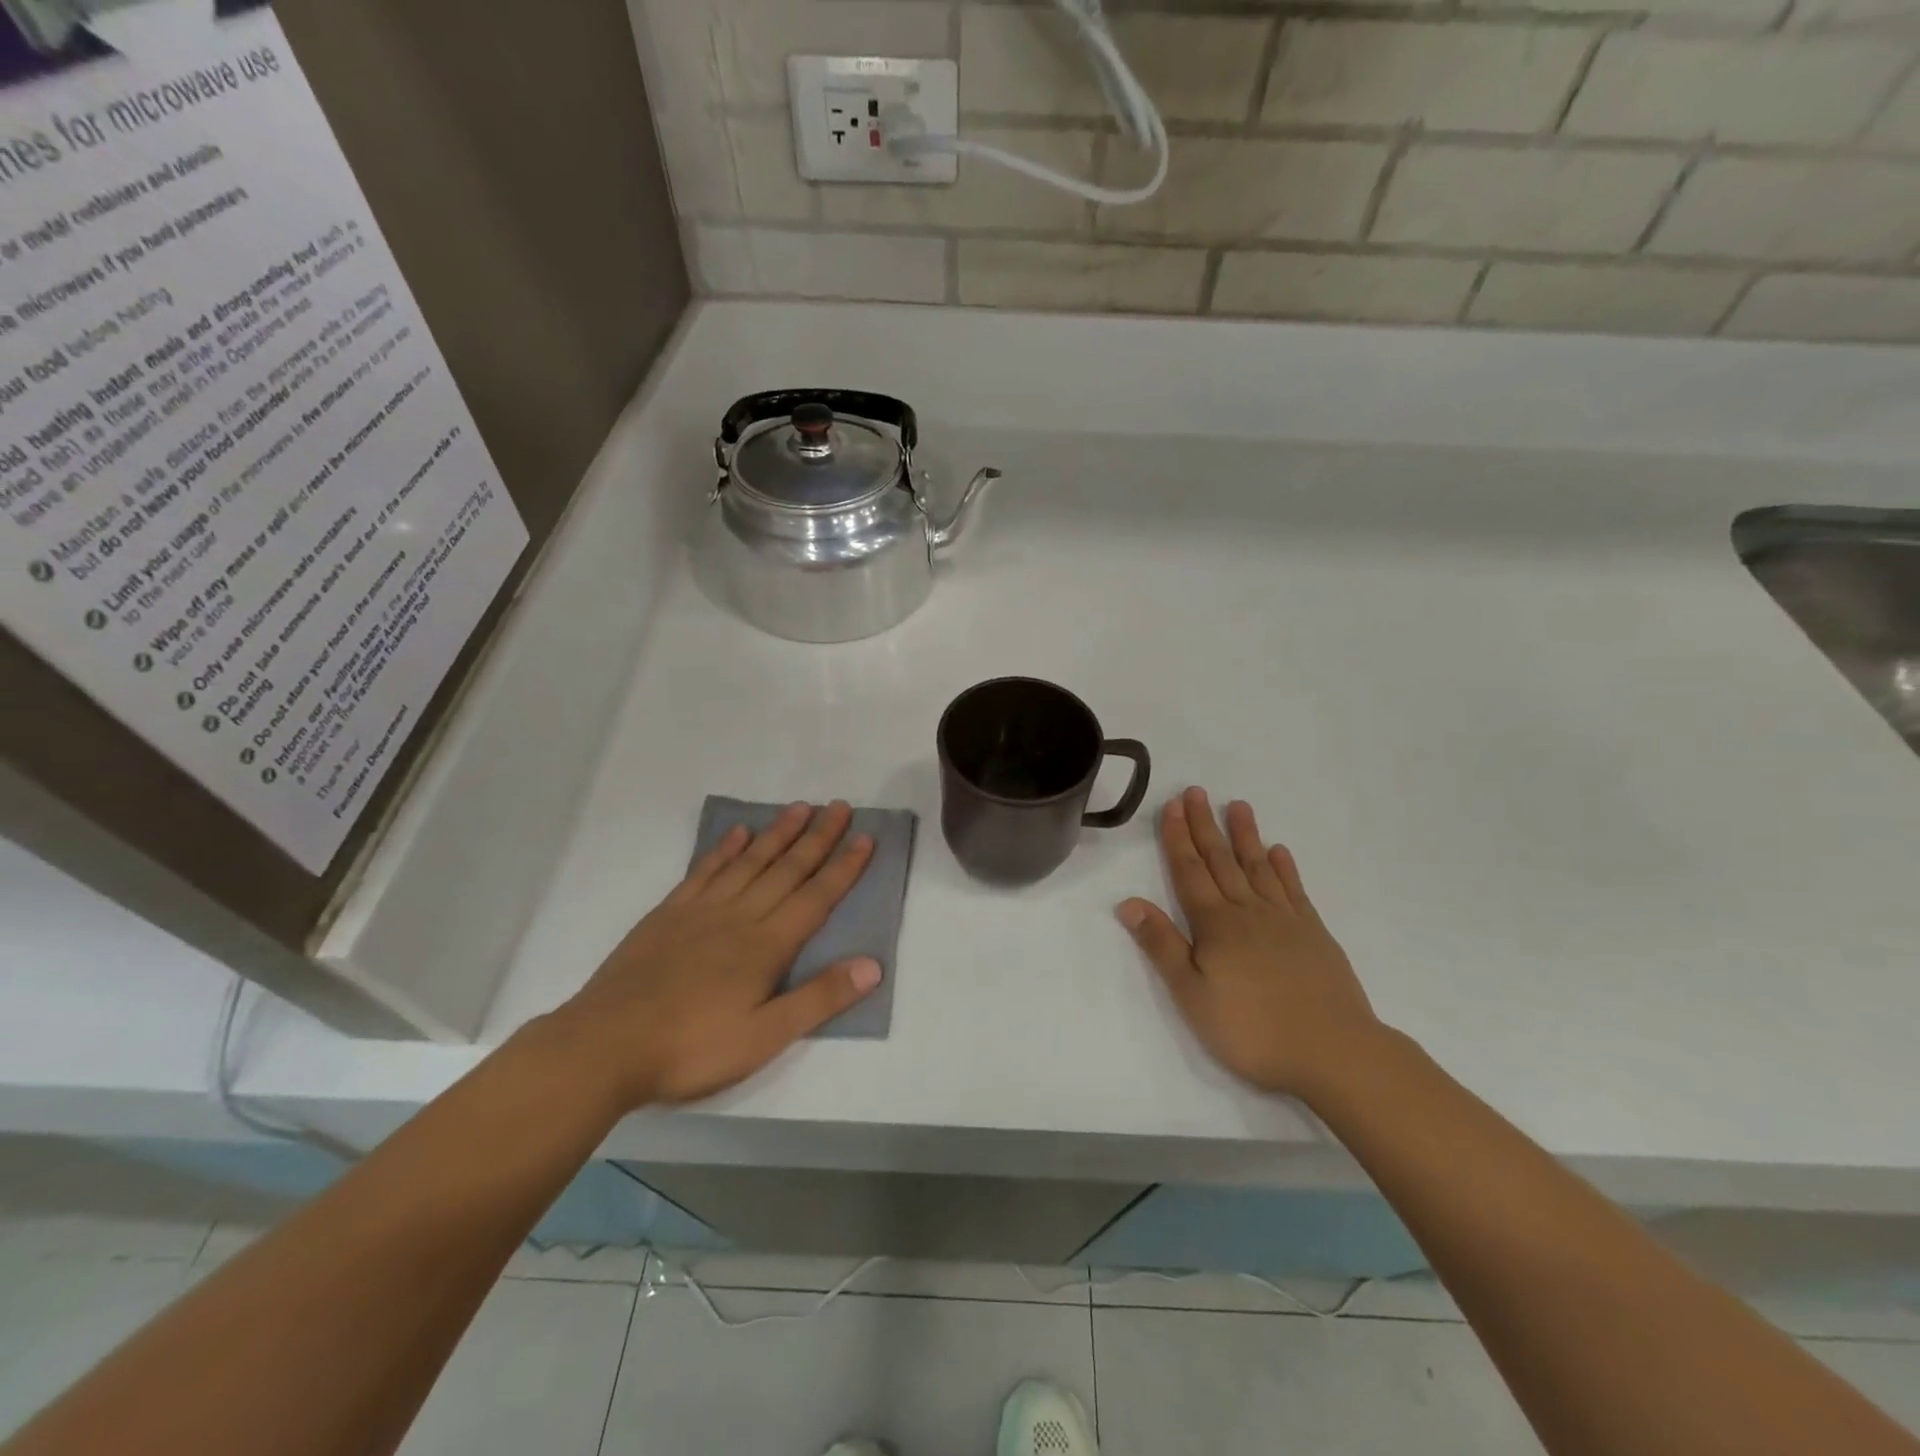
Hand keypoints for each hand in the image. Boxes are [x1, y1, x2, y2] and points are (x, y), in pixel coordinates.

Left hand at [543, 802, 880, 1110]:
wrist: (604, 1046)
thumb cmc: (691, 1049)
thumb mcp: (765, 1038)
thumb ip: (819, 999)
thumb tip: (873, 965)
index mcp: (767, 945)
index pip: (816, 897)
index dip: (844, 867)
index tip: (866, 838)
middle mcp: (740, 916)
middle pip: (787, 869)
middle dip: (818, 837)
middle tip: (840, 806)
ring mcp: (701, 911)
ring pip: (749, 862)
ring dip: (778, 834)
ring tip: (800, 808)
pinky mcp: (668, 914)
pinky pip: (704, 871)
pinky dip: (724, 849)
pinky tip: (737, 834)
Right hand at [1117, 788, 1385, 1102]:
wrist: (1334, 1052)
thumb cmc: (1251, 1029)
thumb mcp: (1192, 995)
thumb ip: (1162, 946)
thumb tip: (1128, 903)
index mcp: (1215, 925)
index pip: (1190, 872)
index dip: (1178, 839)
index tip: (1172, 806)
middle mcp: (1248, 912)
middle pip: (1221, 861)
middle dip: (1205, 826)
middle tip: (1196, 792)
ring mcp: (1285, 920)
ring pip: (1258, 868)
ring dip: (1245, 836)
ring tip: (1238, 806)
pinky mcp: (1314, 934)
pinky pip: (1294, 890)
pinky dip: (1284, 868)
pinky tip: (1279, 851)